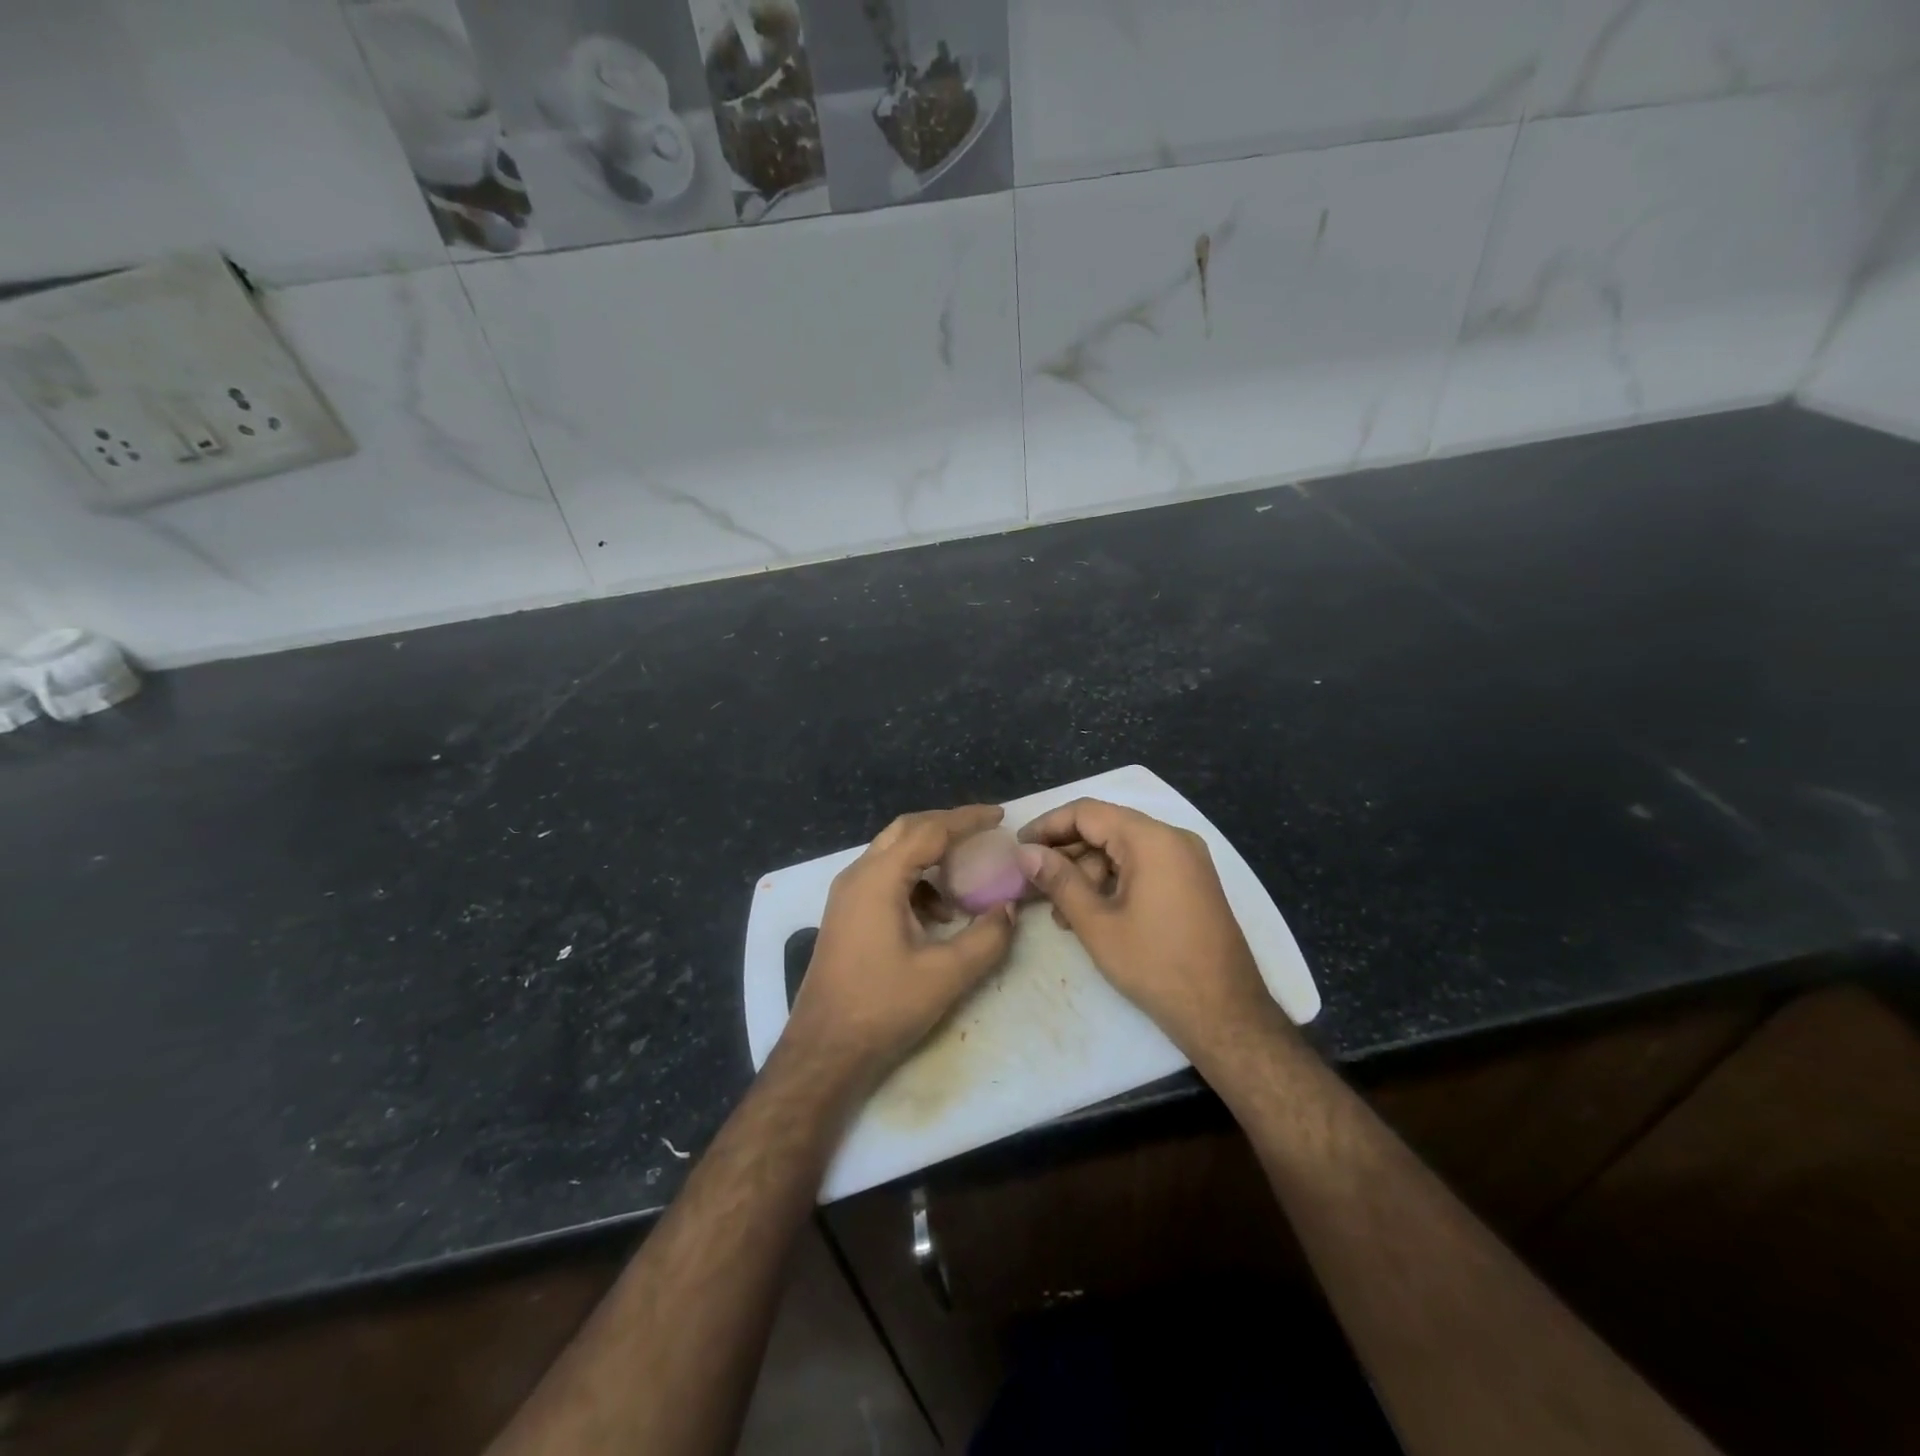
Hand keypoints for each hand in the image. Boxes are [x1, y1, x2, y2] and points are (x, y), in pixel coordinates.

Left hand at [782, 805, 1016, 1087]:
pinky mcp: (846, 914)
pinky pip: (884, 877)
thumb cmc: (883, 1006)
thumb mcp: (946, 974)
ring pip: (893, 852)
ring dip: (930, 855)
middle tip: (983, 833)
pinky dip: (915, 880)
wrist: (824, 1049)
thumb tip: (1009, 909)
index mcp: (879, 879)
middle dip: (946, 826)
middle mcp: (858, 875)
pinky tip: (937, 914)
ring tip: (965, 878)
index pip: (930, 830)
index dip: (967, 820)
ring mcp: (847, 895)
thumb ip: (986, 937)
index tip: (1000, 816)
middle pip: (906, 830)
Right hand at [1015, 799, 1276, 1059]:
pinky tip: (1091, 913)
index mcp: (1152, 839)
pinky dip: (1113, 883)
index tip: (1018, 848)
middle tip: (1033, 883)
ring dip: (1087, 874)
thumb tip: (1025, 853)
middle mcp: (1173, 839)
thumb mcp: (1097, 924)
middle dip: (1066, 855)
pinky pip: (1142, 867)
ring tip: (1061, 913)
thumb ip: (1059, 881)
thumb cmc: (1156, 965)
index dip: (1048, 826)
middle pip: (1106, 829)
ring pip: (1122, 850)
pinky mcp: (1191, 883)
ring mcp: (1186, 861)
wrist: (1225, 1013)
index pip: (1087, 812)